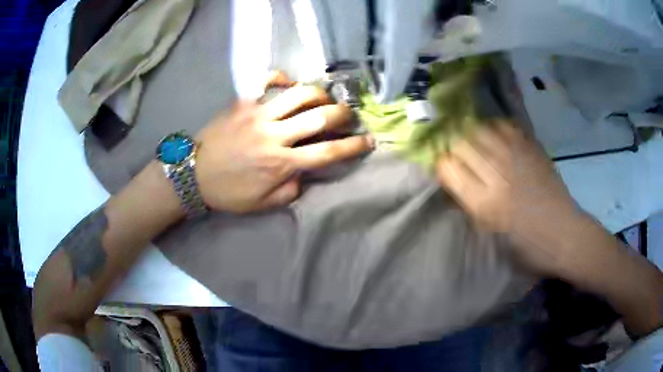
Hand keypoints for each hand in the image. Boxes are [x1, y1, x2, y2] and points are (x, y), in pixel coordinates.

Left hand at [195, 75, 372, 212]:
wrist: (192, 174)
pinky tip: (288, 84)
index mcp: (282, 163)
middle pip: (321, 117)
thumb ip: (291, 190)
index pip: (328, 152)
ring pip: (300, 94)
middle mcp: (275, 135)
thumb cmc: (228, 192)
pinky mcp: (243, 102)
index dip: (354, 146)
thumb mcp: (263, 203)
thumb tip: (305, 172)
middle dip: (344, 114)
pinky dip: (280, 77)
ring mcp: (258, 114)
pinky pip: (265, 80)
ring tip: (324, 99)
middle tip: (349, 116)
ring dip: (320, 94)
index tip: (369, 140)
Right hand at [435, 121, 579, 273]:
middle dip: (454, 149)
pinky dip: (496, 128)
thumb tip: (454, 186)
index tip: (445, 169)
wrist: (563, 234)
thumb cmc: (526, 246)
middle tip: (460, 157)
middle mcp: (496, 174)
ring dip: (473, 135)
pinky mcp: (531, 148)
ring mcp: (515, 156)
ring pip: (481, 129)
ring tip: (478, 144)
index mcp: (483, 202)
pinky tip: (497, 138)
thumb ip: (470, 207)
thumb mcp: (491, 235)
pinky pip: (505, 125)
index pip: (447, 168)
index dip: (441, 165)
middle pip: (461, 144)